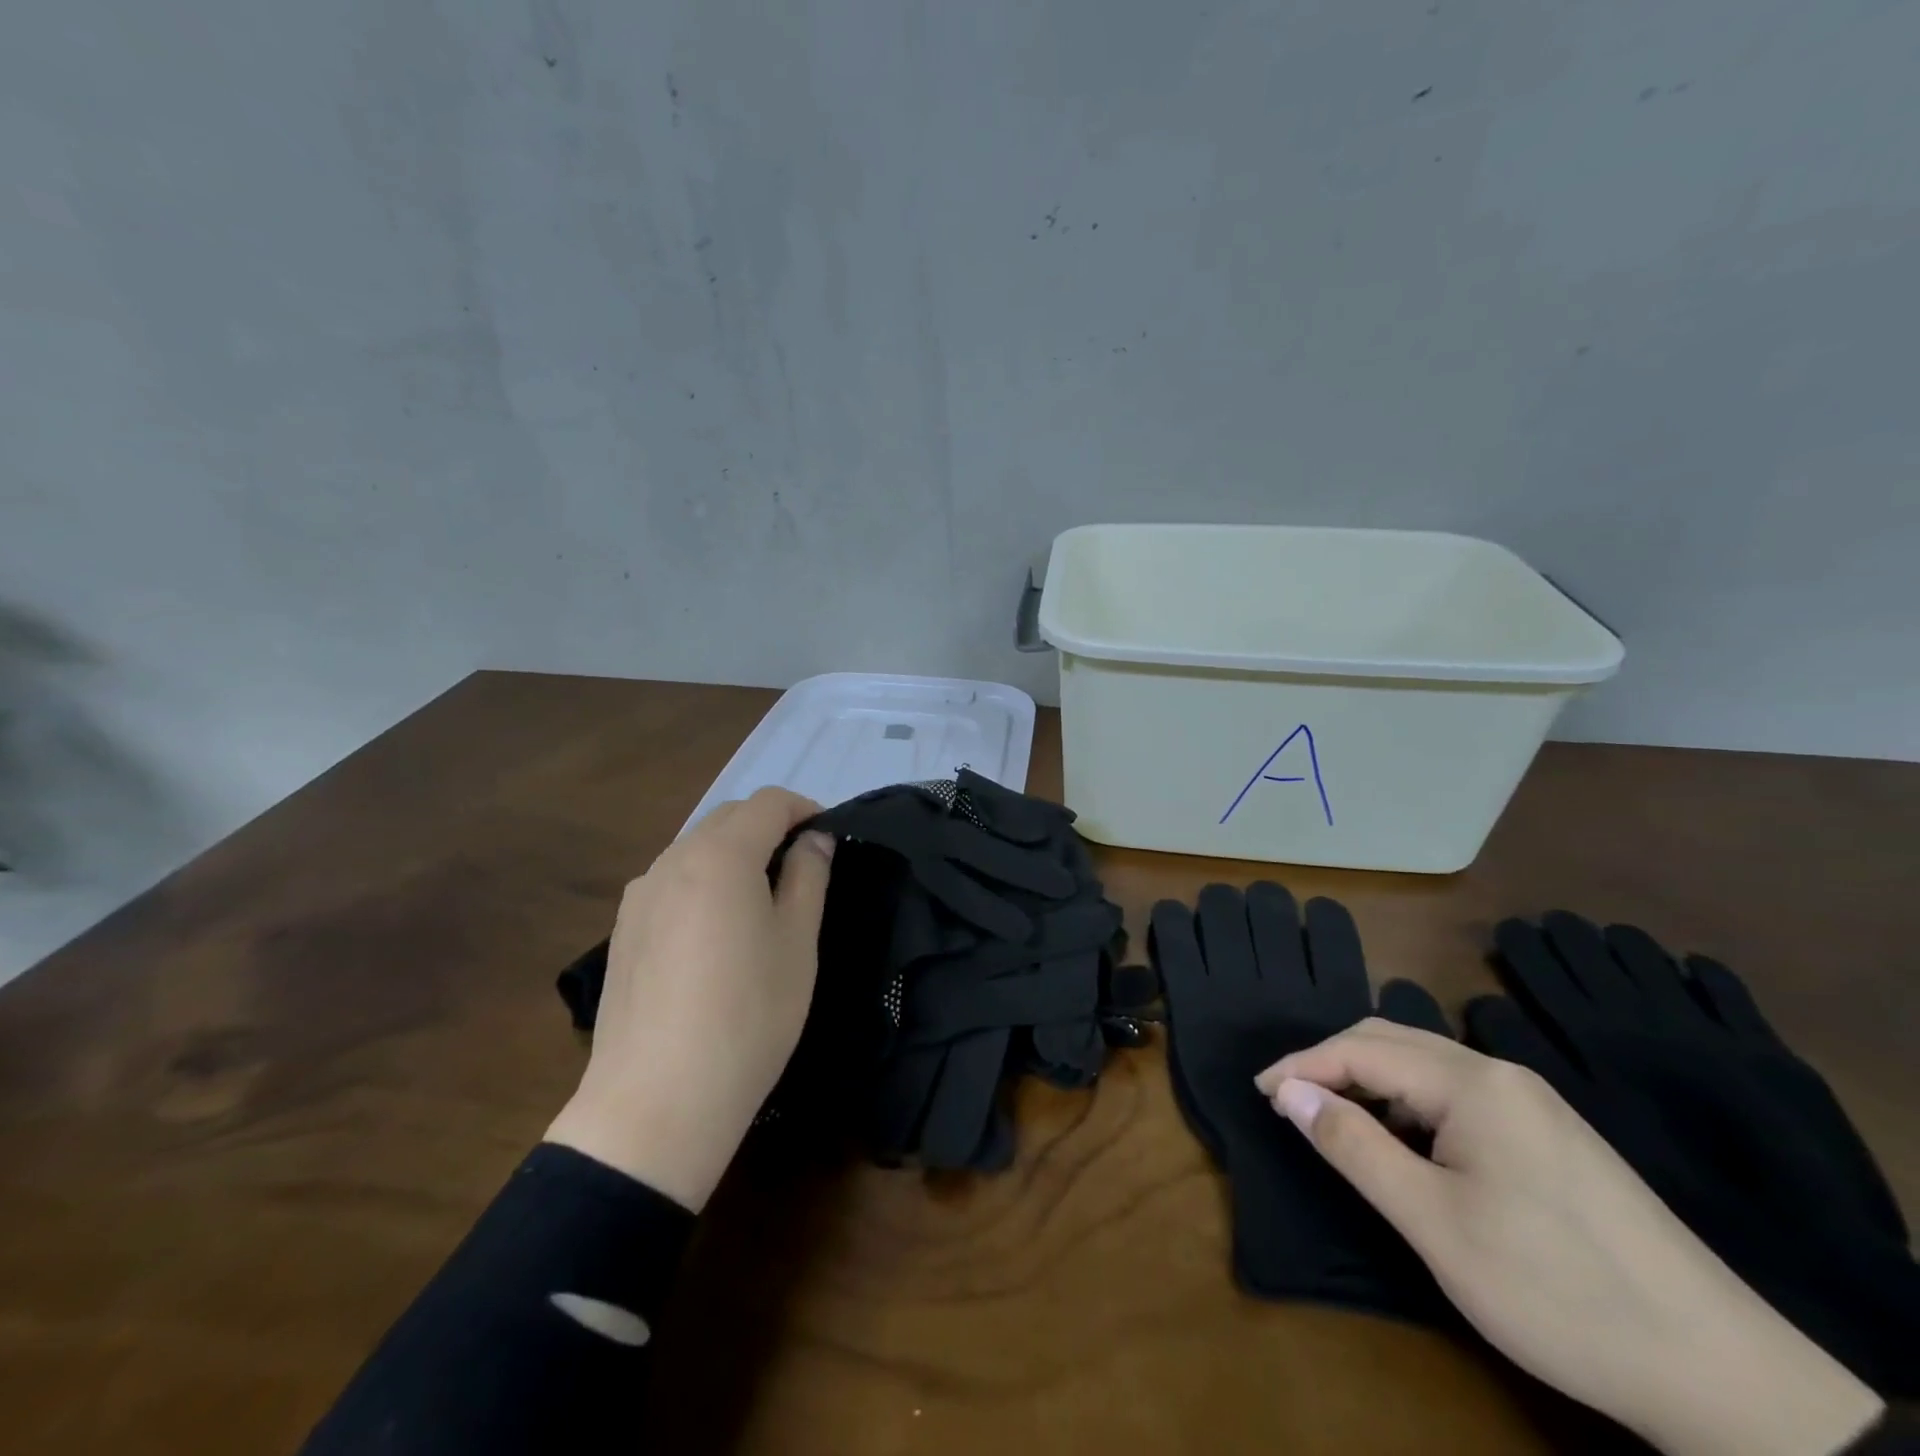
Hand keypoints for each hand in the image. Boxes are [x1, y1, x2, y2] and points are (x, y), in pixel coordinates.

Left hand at [546, 788, 834, 1210]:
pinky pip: (672, 879)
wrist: (658, 1101)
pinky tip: (716, 930)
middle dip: (770, 826)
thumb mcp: (798, 942)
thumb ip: (808, 876)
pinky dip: (704, 879)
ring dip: (735, 852)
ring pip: (696, 846)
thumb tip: (812, 840)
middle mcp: (673, 859)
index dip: (805, 809)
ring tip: (762, 898)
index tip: (829, 838)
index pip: (769, 802)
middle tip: (803, 865)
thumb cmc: (749, 1015)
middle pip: (729, 817)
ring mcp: (640, 894)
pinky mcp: (622, 928)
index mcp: (721, 856)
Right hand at [1256, 1020, 1884, 1455]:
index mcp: (1471, 1082)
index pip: (1361, 1047)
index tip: (1259, 1092)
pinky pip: (1457, 1093)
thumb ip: (1352, 1145)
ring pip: (1424, 1065)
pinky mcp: (1550, 1132)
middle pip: (1392, 1041)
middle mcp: (1500, 1073)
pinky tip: (1406, 1143)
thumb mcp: (1432, 1222)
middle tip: (1289, 1102)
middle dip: (1332, 1064)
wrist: (1723, 1375)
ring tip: (1335, 1122)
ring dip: (1370, 1083)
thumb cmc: (1554, 1289)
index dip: (1302, 1065)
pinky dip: (1410, 1104)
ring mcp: (1532, 1101)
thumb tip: (1287, 1091)